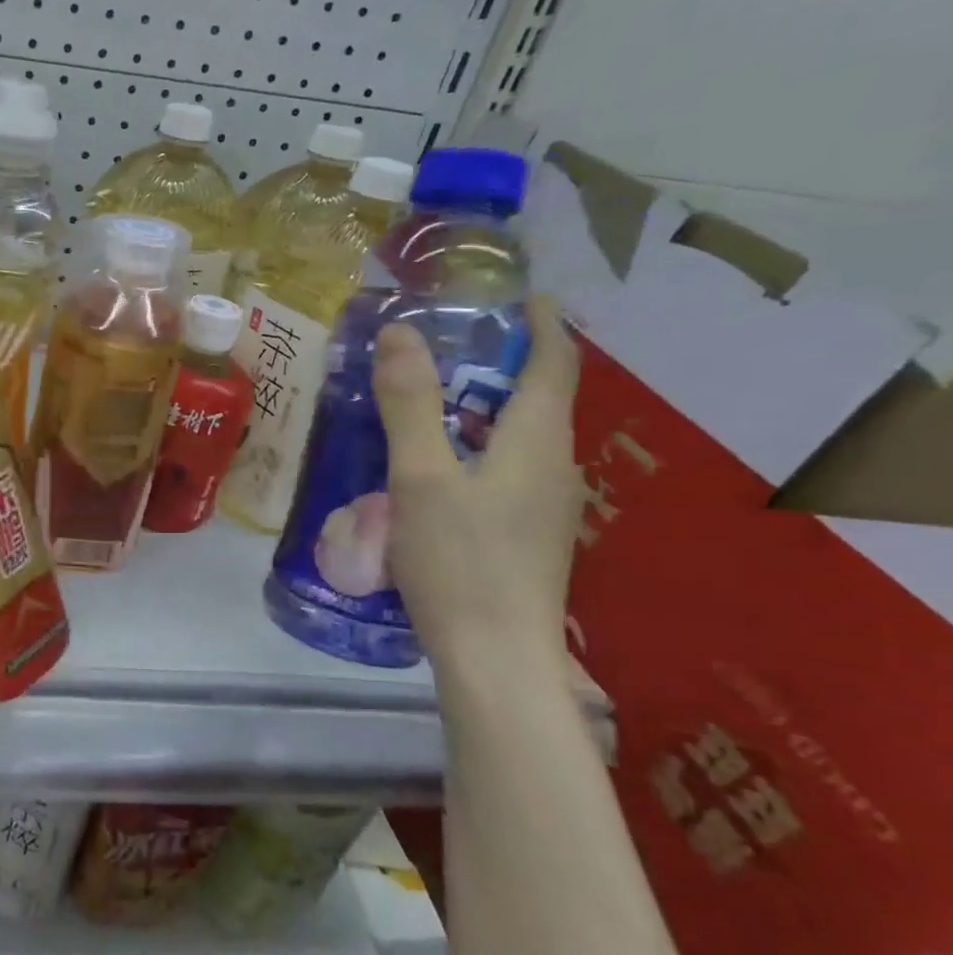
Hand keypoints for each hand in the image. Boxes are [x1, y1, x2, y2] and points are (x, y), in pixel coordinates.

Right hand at [372, 294, 582, 683]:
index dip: (542, 324)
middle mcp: (554, 467)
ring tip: (432, 395)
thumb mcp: (422, 476)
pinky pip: (508, 467)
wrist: (495, 658)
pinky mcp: (526, 533)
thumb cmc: (460, 561)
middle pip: (540, 397)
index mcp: (538, 442)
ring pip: (521, 436)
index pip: (555, 363)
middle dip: (504, 362)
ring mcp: (545, 505)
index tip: (520, 296)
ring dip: (486, 405)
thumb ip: (410, 403)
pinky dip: (478, 443)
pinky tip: (436, 462)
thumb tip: (400, 331)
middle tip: (449, 342)